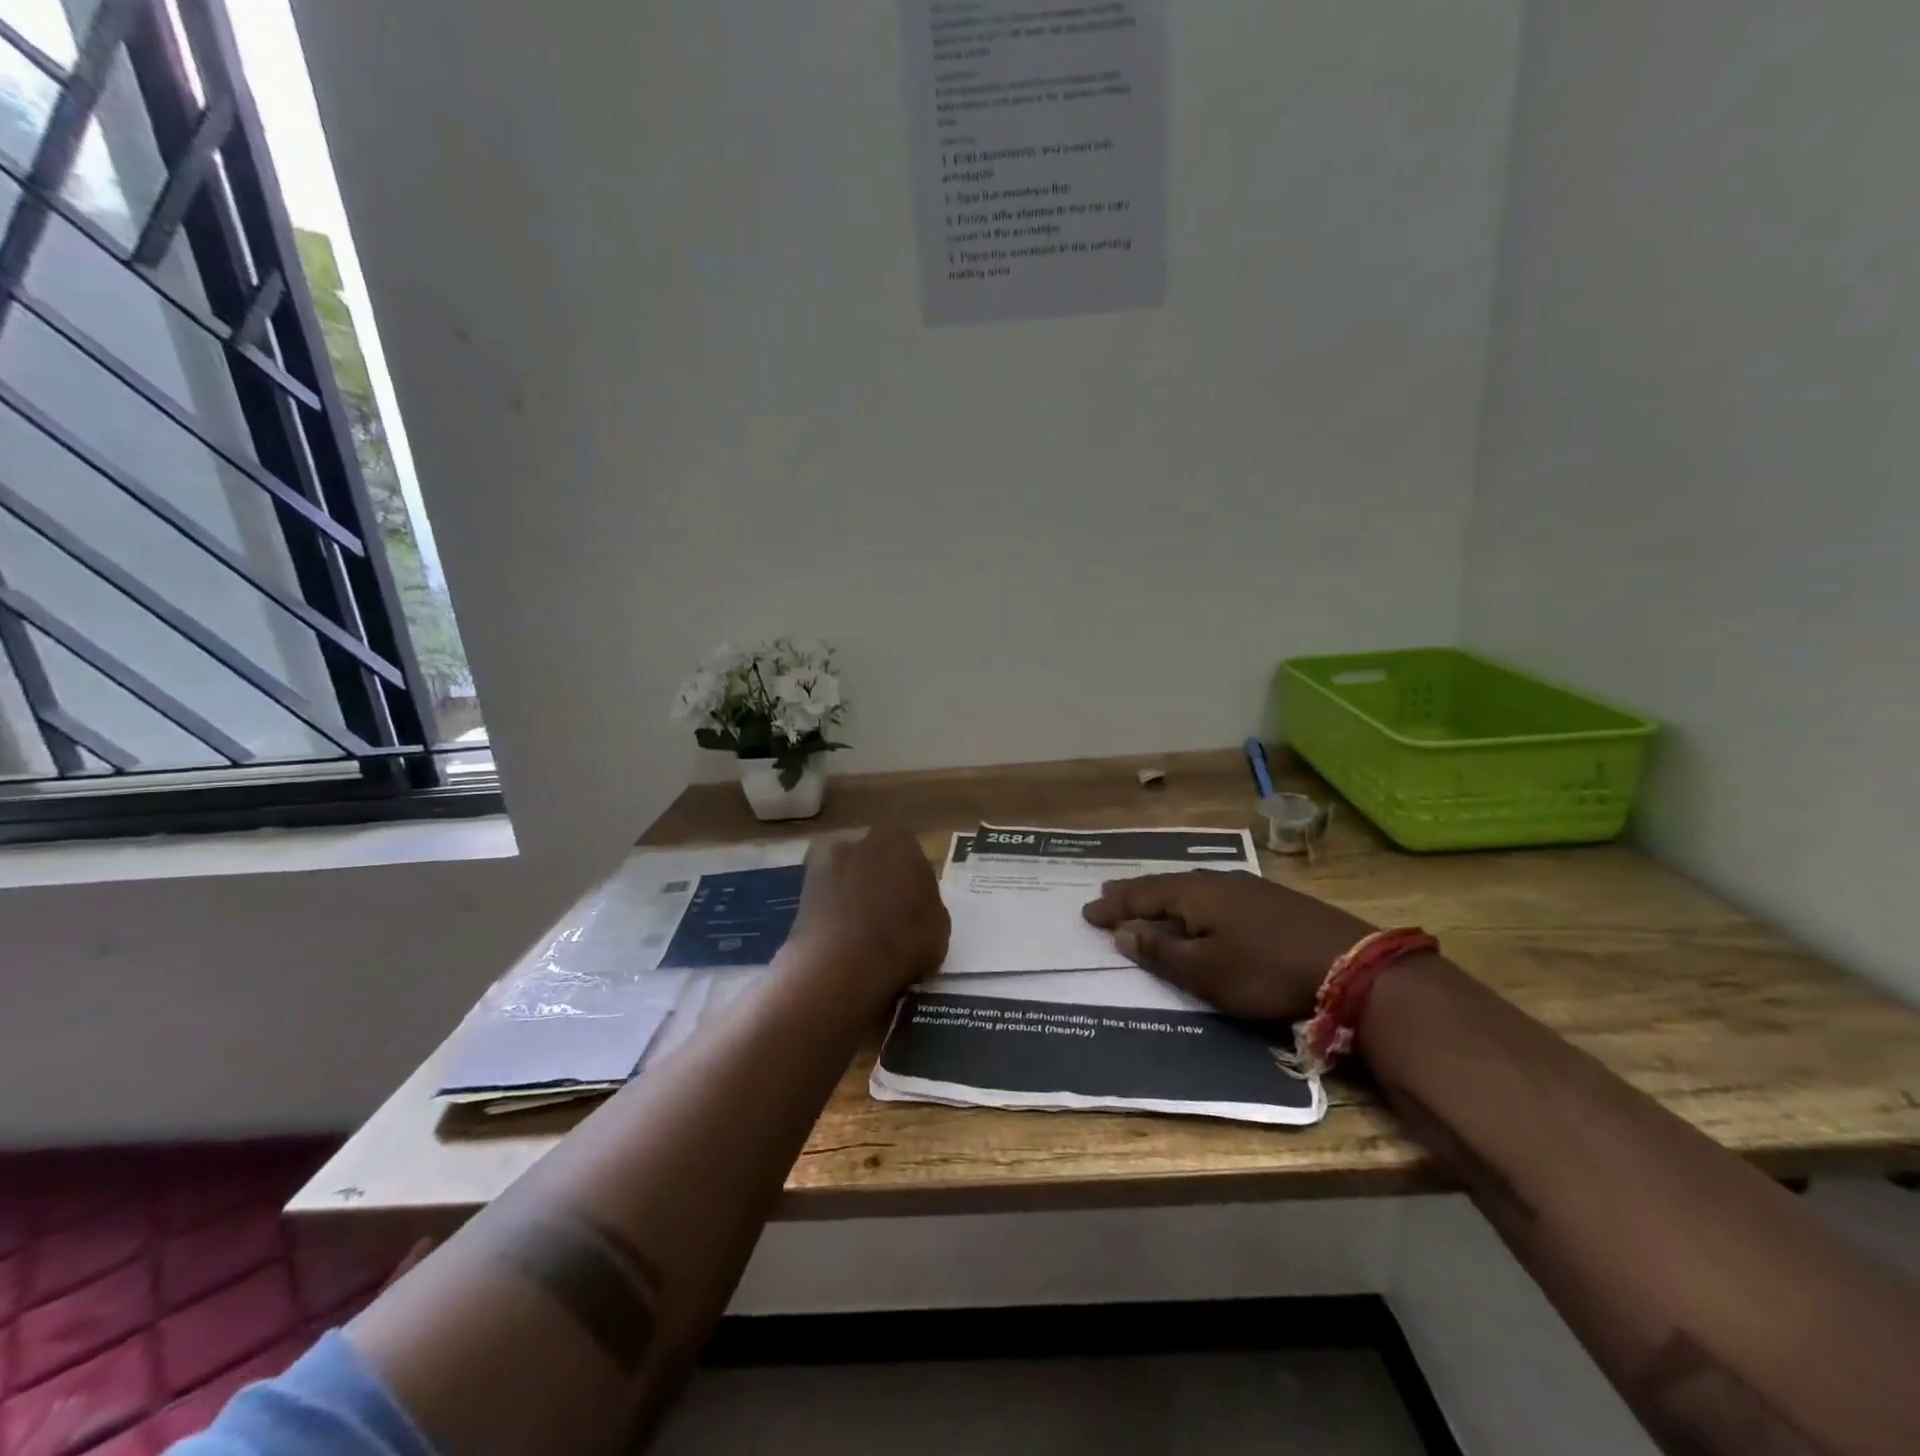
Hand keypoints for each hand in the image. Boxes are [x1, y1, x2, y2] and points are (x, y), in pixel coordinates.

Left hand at [784, 825, 949, 1001]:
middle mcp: (862, 836)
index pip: (913, 857)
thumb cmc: (903, 940)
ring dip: (852, 890)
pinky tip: (838, 933)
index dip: (913, 885)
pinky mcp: (801, 884)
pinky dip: (831, 907)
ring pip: (848, 872)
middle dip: (880, 879)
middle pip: (876, 857)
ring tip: (859, 928)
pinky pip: (825, 893)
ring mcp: (827, 858)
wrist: (842, 964)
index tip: (912, 909)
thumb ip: (928, 902)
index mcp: (901, 839)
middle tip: (886, 915)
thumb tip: (914, 903)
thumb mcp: (940, 925)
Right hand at [1081, 872, 1373, 1021]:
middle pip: (1165, 884)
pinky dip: (1192, 898)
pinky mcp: (1271, 899)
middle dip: (1135, 892)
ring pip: (1191, 885)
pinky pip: (1214, 892)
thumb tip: (1123, 932)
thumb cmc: (1266, 972)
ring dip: (1164, 894)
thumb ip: (1162, 951)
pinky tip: (1201, 906)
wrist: (1351, 966)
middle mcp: (1216, 881)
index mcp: (1194, 894)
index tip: (1087, 913)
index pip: (1142, 896)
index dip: (1114, 906)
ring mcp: (1247, 887)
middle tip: (1108, 894)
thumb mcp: (1205, 972)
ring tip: (1147, 898)